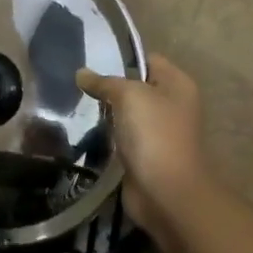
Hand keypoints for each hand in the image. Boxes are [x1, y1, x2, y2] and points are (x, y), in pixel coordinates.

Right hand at [76, 53, 208, 247]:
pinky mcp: (145, 155)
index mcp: (177, 84)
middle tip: (77, 87)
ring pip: (126, 114)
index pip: (147, 60)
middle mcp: (172, 105)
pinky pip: (122, 138)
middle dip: (108, 88)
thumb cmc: (153, 134)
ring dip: (106, 114)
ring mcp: (159, 132)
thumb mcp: (128, 96)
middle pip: (135, 87)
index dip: (121, 60)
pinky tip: (84, 132)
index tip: (90, 63)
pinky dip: (107, 137)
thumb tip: (81, 73)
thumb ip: (104, 82)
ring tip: (76, 107)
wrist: (166, 192)